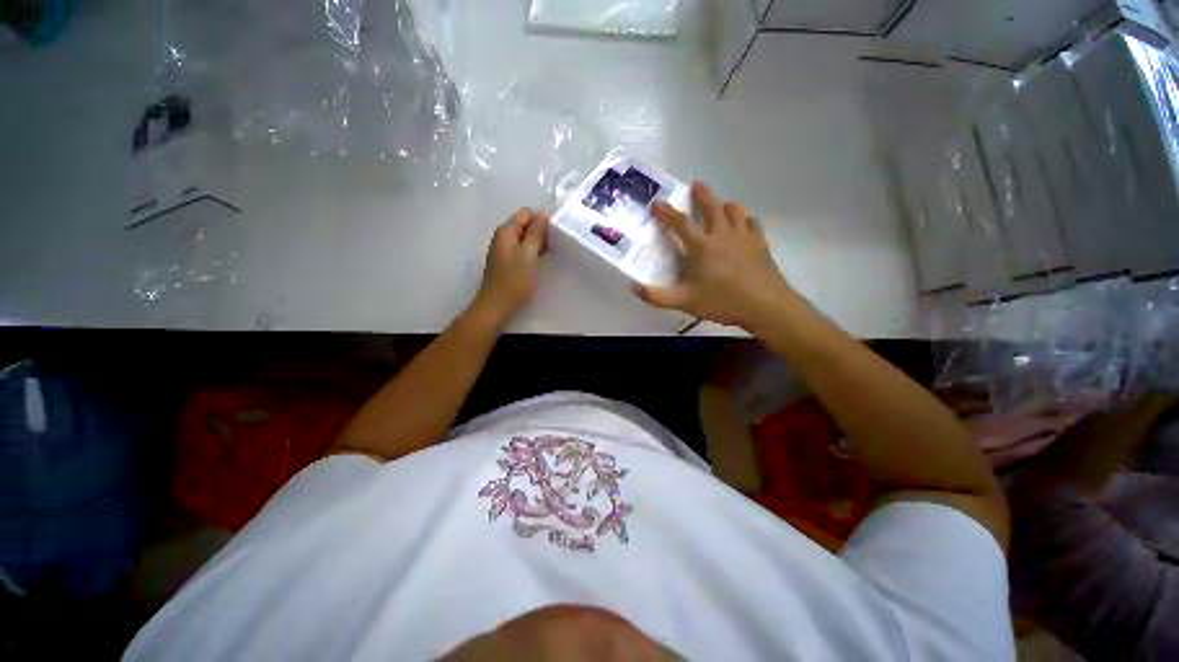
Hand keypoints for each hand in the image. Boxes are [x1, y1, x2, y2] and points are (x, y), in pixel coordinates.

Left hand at [472, 208, 548, 327]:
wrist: (496, 307)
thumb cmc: (513, 282)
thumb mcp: (528, 255)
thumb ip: (535, 234)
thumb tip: (543, 214)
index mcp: (506, 232)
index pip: (526, 213)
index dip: (541, 220)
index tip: (554, 234)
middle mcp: (502, 237)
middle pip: (525, 225)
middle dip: (540, 232)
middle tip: (554, 246)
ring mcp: (503, 250)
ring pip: (524, 238)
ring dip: (538, 243)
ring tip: (550, 254)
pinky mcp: (506, 263)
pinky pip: (521, 250)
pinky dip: (532, 252)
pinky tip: (540, 262)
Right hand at [634, 182, 794, 329]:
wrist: (765, 306)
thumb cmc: (722, 301)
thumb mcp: (685, 302)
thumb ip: (658, 296)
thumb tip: (634, 288)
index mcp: (701, 247)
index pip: (680, 223)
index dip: (666, 212)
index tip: (657, 202)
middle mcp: (722, 235)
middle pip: (711, 206)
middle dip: (702, 194)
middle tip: (696, 184)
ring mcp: (743, 236)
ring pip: (734, 210)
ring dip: (724, 205)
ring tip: (720, 206)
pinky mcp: (760, 243)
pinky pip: (752, 222)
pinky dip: (745, 219)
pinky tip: (743, 225)